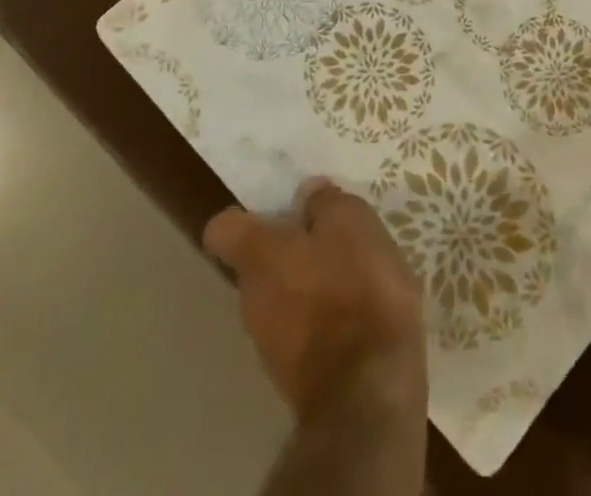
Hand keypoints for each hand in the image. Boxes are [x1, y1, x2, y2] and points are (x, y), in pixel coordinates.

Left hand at [204, 178, 426, 426]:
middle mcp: (251, 300)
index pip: (222, 229)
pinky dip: (323, 318)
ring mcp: (269, 344)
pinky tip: (359, 312)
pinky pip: (301, 330)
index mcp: (258, 256)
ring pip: (281, 297)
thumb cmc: (356, 290)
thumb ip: (324, 203)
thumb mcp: (352, 223)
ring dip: (309, 283)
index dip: (244, 214)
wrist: (368, 394)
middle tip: (330, 235)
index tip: (277, 206)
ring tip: (353, 274)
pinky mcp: (294, 377)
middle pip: (258, 263)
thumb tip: (306, 195)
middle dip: (289, 248)